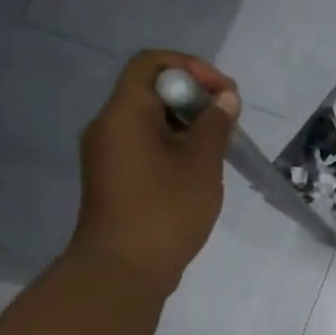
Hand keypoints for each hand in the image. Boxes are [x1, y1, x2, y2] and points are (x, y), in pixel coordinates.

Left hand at [69, 51, 240, 293]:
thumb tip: (224, 100)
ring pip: (149, 122)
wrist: (122, 271)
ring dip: (186, 126)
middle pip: (150, 91)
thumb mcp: (201, 164)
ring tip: (218, 149)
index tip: (224, 94)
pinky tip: (197, 173)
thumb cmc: (164, 211)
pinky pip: (144, 147)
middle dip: (193, 98)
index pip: (151, 63)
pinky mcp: (113, 180)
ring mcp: (108, 156)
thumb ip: (215, 125)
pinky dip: (172, 148)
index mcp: (123, 113)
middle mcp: (108, 127)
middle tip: (227, 123)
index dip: (191, 68)